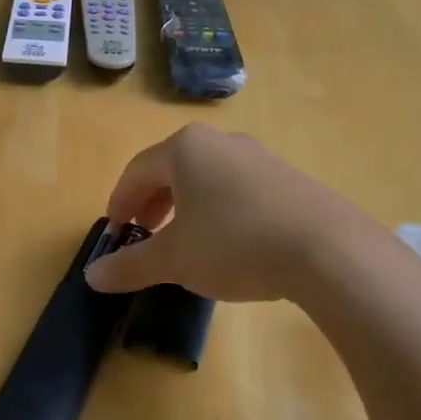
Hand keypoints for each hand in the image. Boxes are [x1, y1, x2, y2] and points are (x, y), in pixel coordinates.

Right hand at [84, 124, 372, 303]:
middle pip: (171, 169)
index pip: (136, 172)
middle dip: (152, 203)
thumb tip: (92, 276)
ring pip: (207, 178)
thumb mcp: (175, 260)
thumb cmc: (235, 244)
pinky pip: (238, 189)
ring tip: (184, 240)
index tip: (116, 233)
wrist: (329, 250)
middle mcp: (220, 143)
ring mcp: (259, 158)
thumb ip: (130, 266)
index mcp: (185, 149)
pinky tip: (228, 243)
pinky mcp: (289, 179)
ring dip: (185, 207)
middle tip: (144, 234)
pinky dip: (219, 210)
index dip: (120, 203)